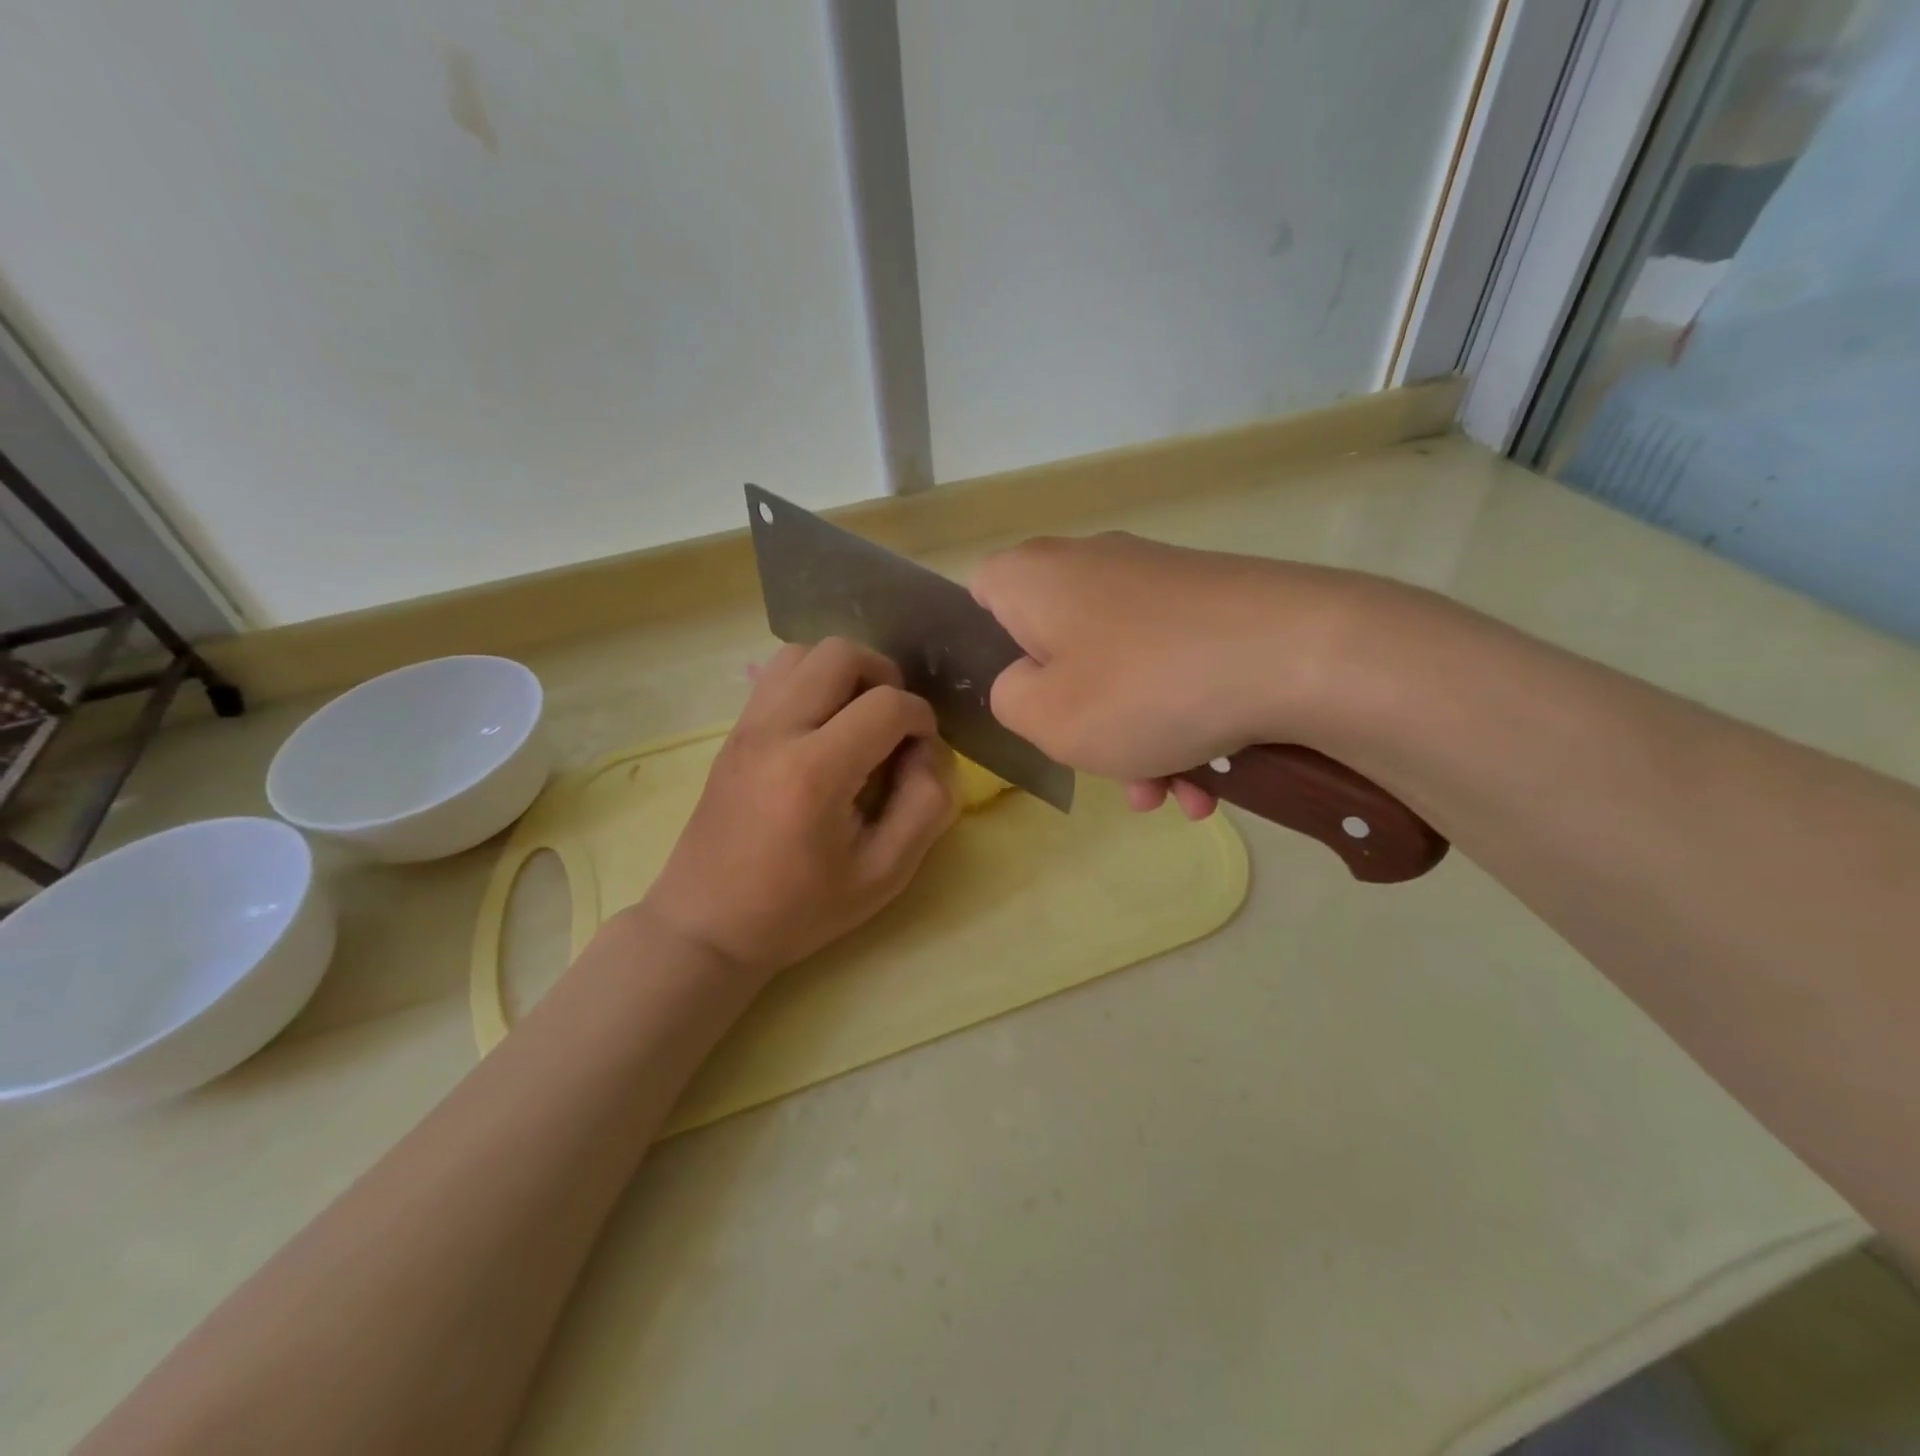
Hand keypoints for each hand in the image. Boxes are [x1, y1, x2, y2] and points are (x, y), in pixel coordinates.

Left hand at [638, 639, 956, 978]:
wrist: (708, 924)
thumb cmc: (800, 909)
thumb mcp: (884, 875)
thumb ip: (926, 805)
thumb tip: (930, 750)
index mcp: (815, 772)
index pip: (887, 704)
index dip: (921, 718)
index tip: (923, 751)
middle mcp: (776, 731)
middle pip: (841, 653)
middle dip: (884, 677)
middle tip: (893, 724)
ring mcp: (747, 725)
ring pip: (804, 652)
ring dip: (844, 673)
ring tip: (858, 718)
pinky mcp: (733, 730)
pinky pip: (777, 674)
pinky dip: (812, 681)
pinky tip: (824, 727)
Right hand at [972, 533, 1362, 817]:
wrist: (1301, 653)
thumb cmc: (1145, 687)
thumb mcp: (1046, 717)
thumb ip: (1008, 700)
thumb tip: (1028, 683)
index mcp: (1036, 577)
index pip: (981, 595)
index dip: (986, 652)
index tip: (1019, 701)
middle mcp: (1093, 565)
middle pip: (1058, 647)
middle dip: (1078, 718)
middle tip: (1102, 766)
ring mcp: (1159, 581)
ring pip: (1121, 669)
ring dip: (1137, 739)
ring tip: (1172, 795)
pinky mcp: (1214, 602)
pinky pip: (1173, 667)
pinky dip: (1180, 720)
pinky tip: (1211, 781)